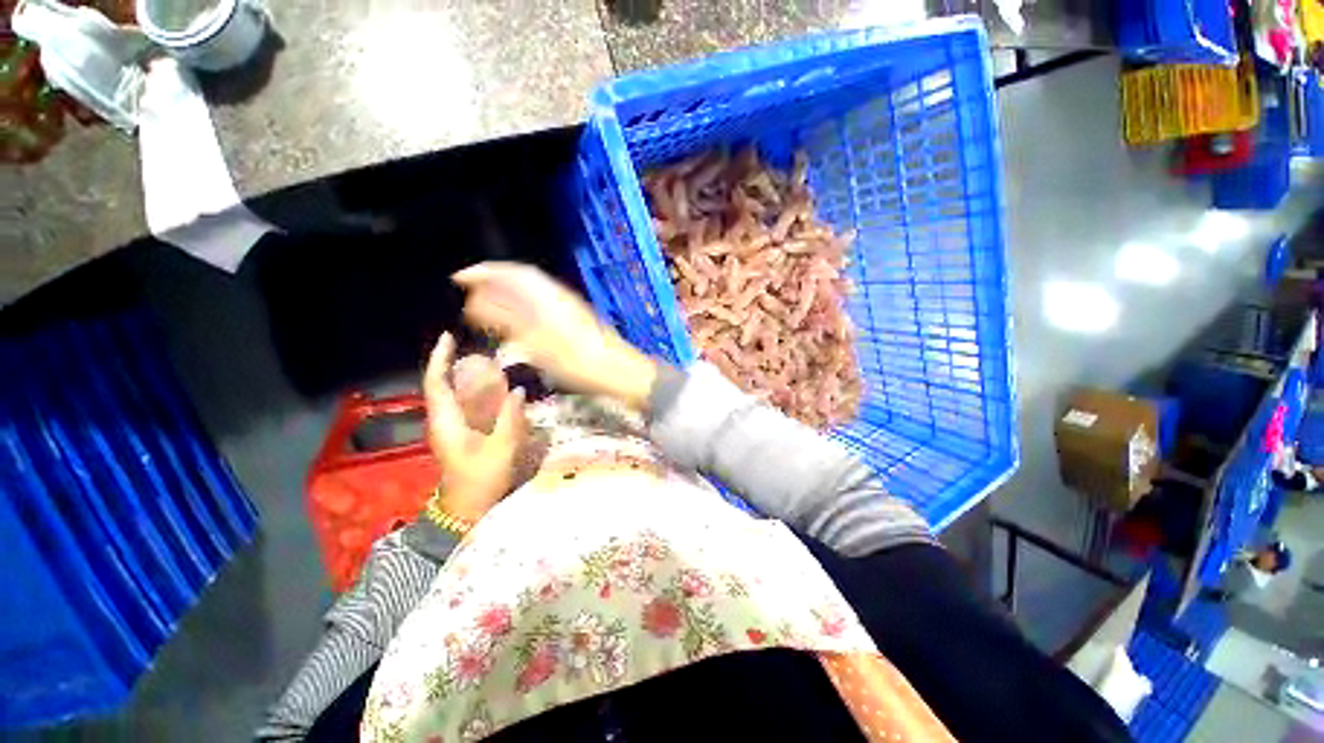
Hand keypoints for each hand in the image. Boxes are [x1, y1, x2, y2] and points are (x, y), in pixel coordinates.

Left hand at [424, 332, 528, 522]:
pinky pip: (464, 405)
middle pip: (441, 384)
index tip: (449, 337)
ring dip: (464, 375)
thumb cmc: (481, 479)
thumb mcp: (501, 448)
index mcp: (446, 422)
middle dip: (453, 362)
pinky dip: (474, 391)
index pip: (436, 382)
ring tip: (486, 361)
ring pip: (452, 394)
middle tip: (476, 346)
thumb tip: (519, 390)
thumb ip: (510, 417)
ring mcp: (450, 428)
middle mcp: (443, 420)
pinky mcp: (460, 434)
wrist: (467, 509)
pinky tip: (493, 388)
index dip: (440, 358)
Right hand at [452, 262, 657, 410]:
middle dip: (494, 283)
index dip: (486, 271)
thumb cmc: (579, 361)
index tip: (460, 278)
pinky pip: (541, 307)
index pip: (514, 273)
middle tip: (469, 294)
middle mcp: (559, 296)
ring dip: (508, 297)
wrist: (618, 371)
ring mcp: (569, 308)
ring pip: (532, 295)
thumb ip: (507, 321)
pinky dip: (523, 310)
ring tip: (486, 309)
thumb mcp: (538, 344)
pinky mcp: (575, 320)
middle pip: (522, 281)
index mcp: (550, 297)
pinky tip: (516, 324)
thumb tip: (475, 303)